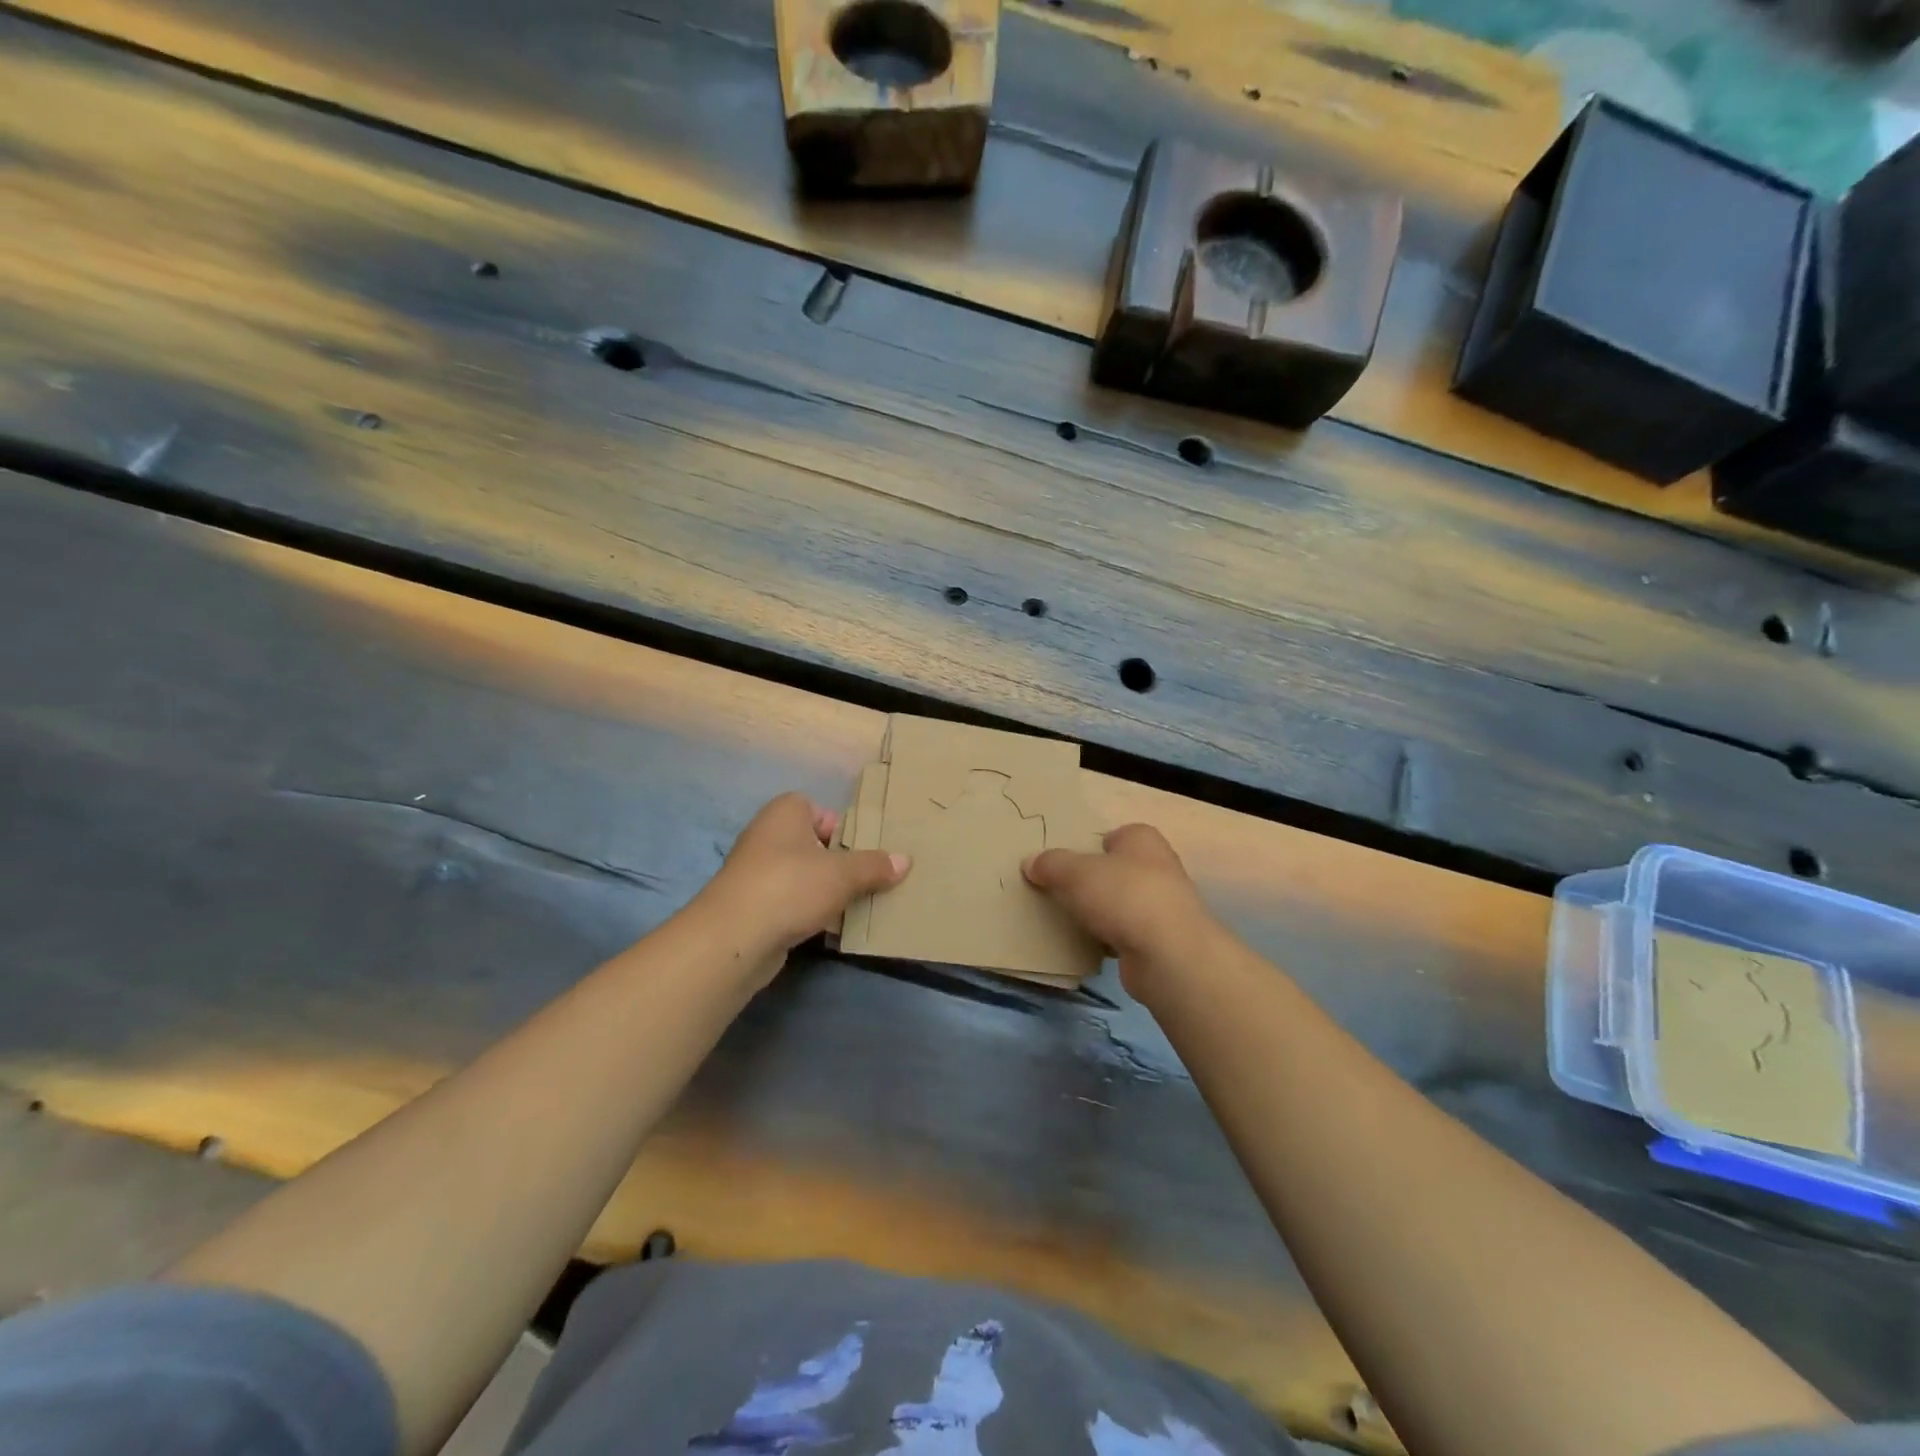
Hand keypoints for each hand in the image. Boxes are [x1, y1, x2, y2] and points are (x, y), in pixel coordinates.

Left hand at [697, 792, 909, 979]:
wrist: (734, 938)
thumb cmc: (791, 886)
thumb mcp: (843, 874)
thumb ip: (875, 865)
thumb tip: (905, 860)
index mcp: (785, 812)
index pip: (819, 810)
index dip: (842, 829)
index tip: (864, 852)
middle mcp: (767, 835)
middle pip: (813, 844)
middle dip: (839, 863)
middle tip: (868, 879)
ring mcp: (756, 872)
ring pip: (803, 876)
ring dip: (826, 890)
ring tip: (856, 906)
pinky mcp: (753, 906)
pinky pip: (791, 902)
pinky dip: (809, 912)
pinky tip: (831, 928)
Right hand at [1023, 824, 1221, 1000]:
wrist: (1168, 955)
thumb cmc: (1123, 896)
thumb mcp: (1074, 872)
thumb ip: (1050, 864)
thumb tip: (1030, 862)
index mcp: (1142, 839)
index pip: (1114, 835)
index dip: (1090, 845)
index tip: (1065, 861)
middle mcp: (1158, 867)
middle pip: (1116, 869)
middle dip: (1093, 880)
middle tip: (1059, 889)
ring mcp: (1163, 906)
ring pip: (1121, 903)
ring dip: (1100, 911)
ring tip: (1066, 918)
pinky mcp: (1160, 940)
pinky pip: (1125, 933)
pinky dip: (1108, 938)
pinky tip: (1087, 945)